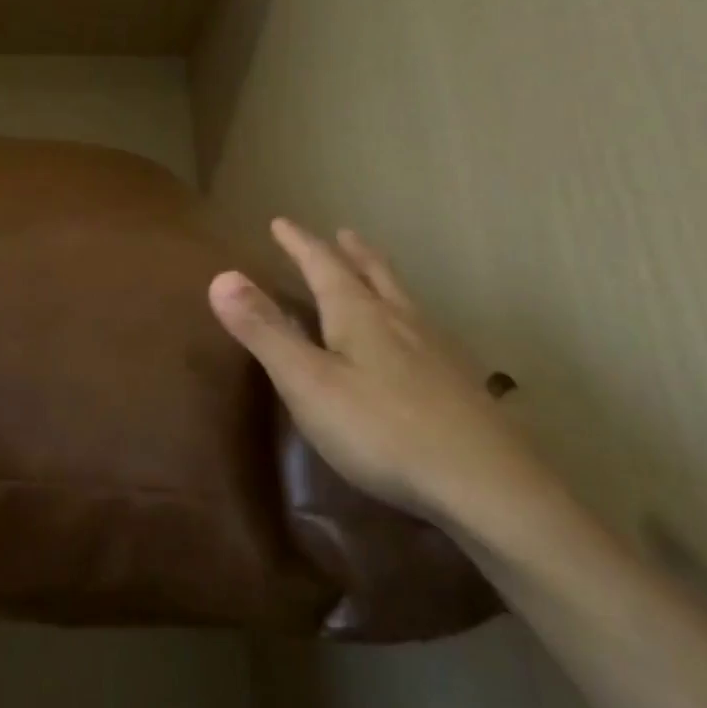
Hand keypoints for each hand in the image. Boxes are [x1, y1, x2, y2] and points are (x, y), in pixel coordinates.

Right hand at [209, 219, 556, 540]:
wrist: (485, 485)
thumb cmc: (380, 430)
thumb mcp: (307, 382)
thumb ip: (264, 331)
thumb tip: (221, 276)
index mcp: (360, 316)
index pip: (323, 266)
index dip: (299, 244)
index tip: (281, 222)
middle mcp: (401, 322)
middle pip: (373, 275)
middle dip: (350, 253)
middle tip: (342, 233)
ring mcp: (436, 352)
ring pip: (403, 301)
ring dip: (382, 279)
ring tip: (375, 274)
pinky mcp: (457, 385)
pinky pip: (424, 331)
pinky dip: (406, 317)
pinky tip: (415, 342)